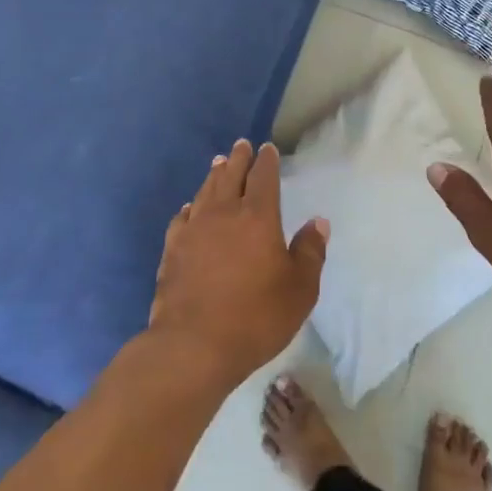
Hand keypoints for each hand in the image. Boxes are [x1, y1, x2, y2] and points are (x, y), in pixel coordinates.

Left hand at [146, 140, 328, 388]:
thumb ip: (310, 252)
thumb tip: (318, 222)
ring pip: (206, 192)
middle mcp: (224, 213)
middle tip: (241, 145)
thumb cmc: (256, 317)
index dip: (266, 161)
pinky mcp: (172, 249)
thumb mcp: (300, 290)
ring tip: (218, 164)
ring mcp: (193, 230)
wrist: (194, 345)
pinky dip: (190, 207)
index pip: (263, 177)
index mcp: (258, 217)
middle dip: (239, 159)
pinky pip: (183, 218)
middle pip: (231, 176)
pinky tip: (190, 208)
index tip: (267, 149)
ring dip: (214, 175)